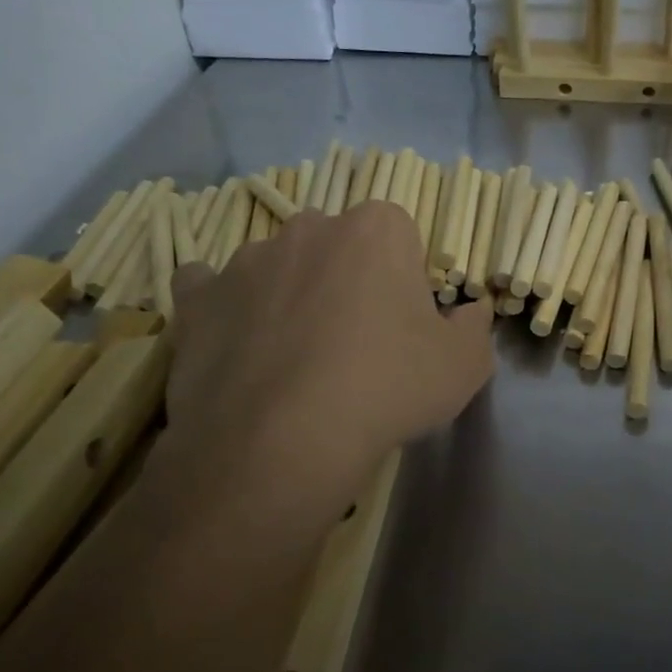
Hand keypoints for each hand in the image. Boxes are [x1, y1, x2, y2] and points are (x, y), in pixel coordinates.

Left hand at [164, 201, 494, 499]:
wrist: (281, 442)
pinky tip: (238, 345)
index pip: (400, 234)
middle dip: (348, 278)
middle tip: (357, 340)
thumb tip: (471, 310)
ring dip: (290, 293)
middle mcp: (309, 228)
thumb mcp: (465, 364)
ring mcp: (246, 261)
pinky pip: (210, 288)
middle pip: (338, 244)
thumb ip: (474, 326)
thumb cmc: (387, 387)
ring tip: (296, 356)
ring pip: (278, 266)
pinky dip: (225, 307)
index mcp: (376, 229)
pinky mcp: (198, 300)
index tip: (406, 323)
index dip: (405, 278)